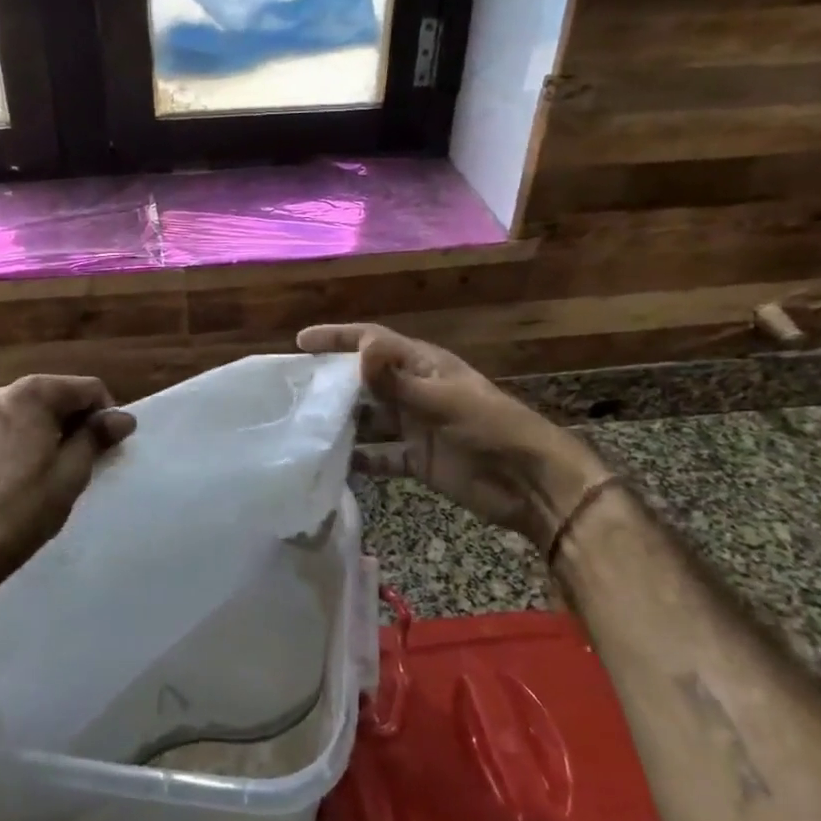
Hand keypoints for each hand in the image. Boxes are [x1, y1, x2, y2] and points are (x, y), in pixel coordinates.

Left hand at [0, 374, 135, 589]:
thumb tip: (122, 417)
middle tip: (81, 456)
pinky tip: (8, 477)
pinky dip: (5, 445)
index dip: (105, 413)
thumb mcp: (73, 471)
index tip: (110, 443)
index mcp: (32, 394)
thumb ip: (97, 435)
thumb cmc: (28, 506)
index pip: (86, 388)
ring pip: (16, 414)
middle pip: (49, 396)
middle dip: (69, 419)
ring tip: (44, 467)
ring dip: (36, 430)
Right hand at [298, 323, 610, 548]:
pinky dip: (359, 459)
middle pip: (364, 380)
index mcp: (422, 365)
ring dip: (341, 422)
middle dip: (331, 382)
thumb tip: (361, 347)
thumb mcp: (442, 400)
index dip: (338, 338)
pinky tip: (331, 465)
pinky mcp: (417, 459)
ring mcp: (414, 426)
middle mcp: (413, 390)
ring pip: (368, 418)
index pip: (372, 342)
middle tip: (291, 390)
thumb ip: (398, 380)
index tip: (301, 342)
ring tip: (302, 428)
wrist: (529, 483)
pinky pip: (380, 455)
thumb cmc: (490, 429)